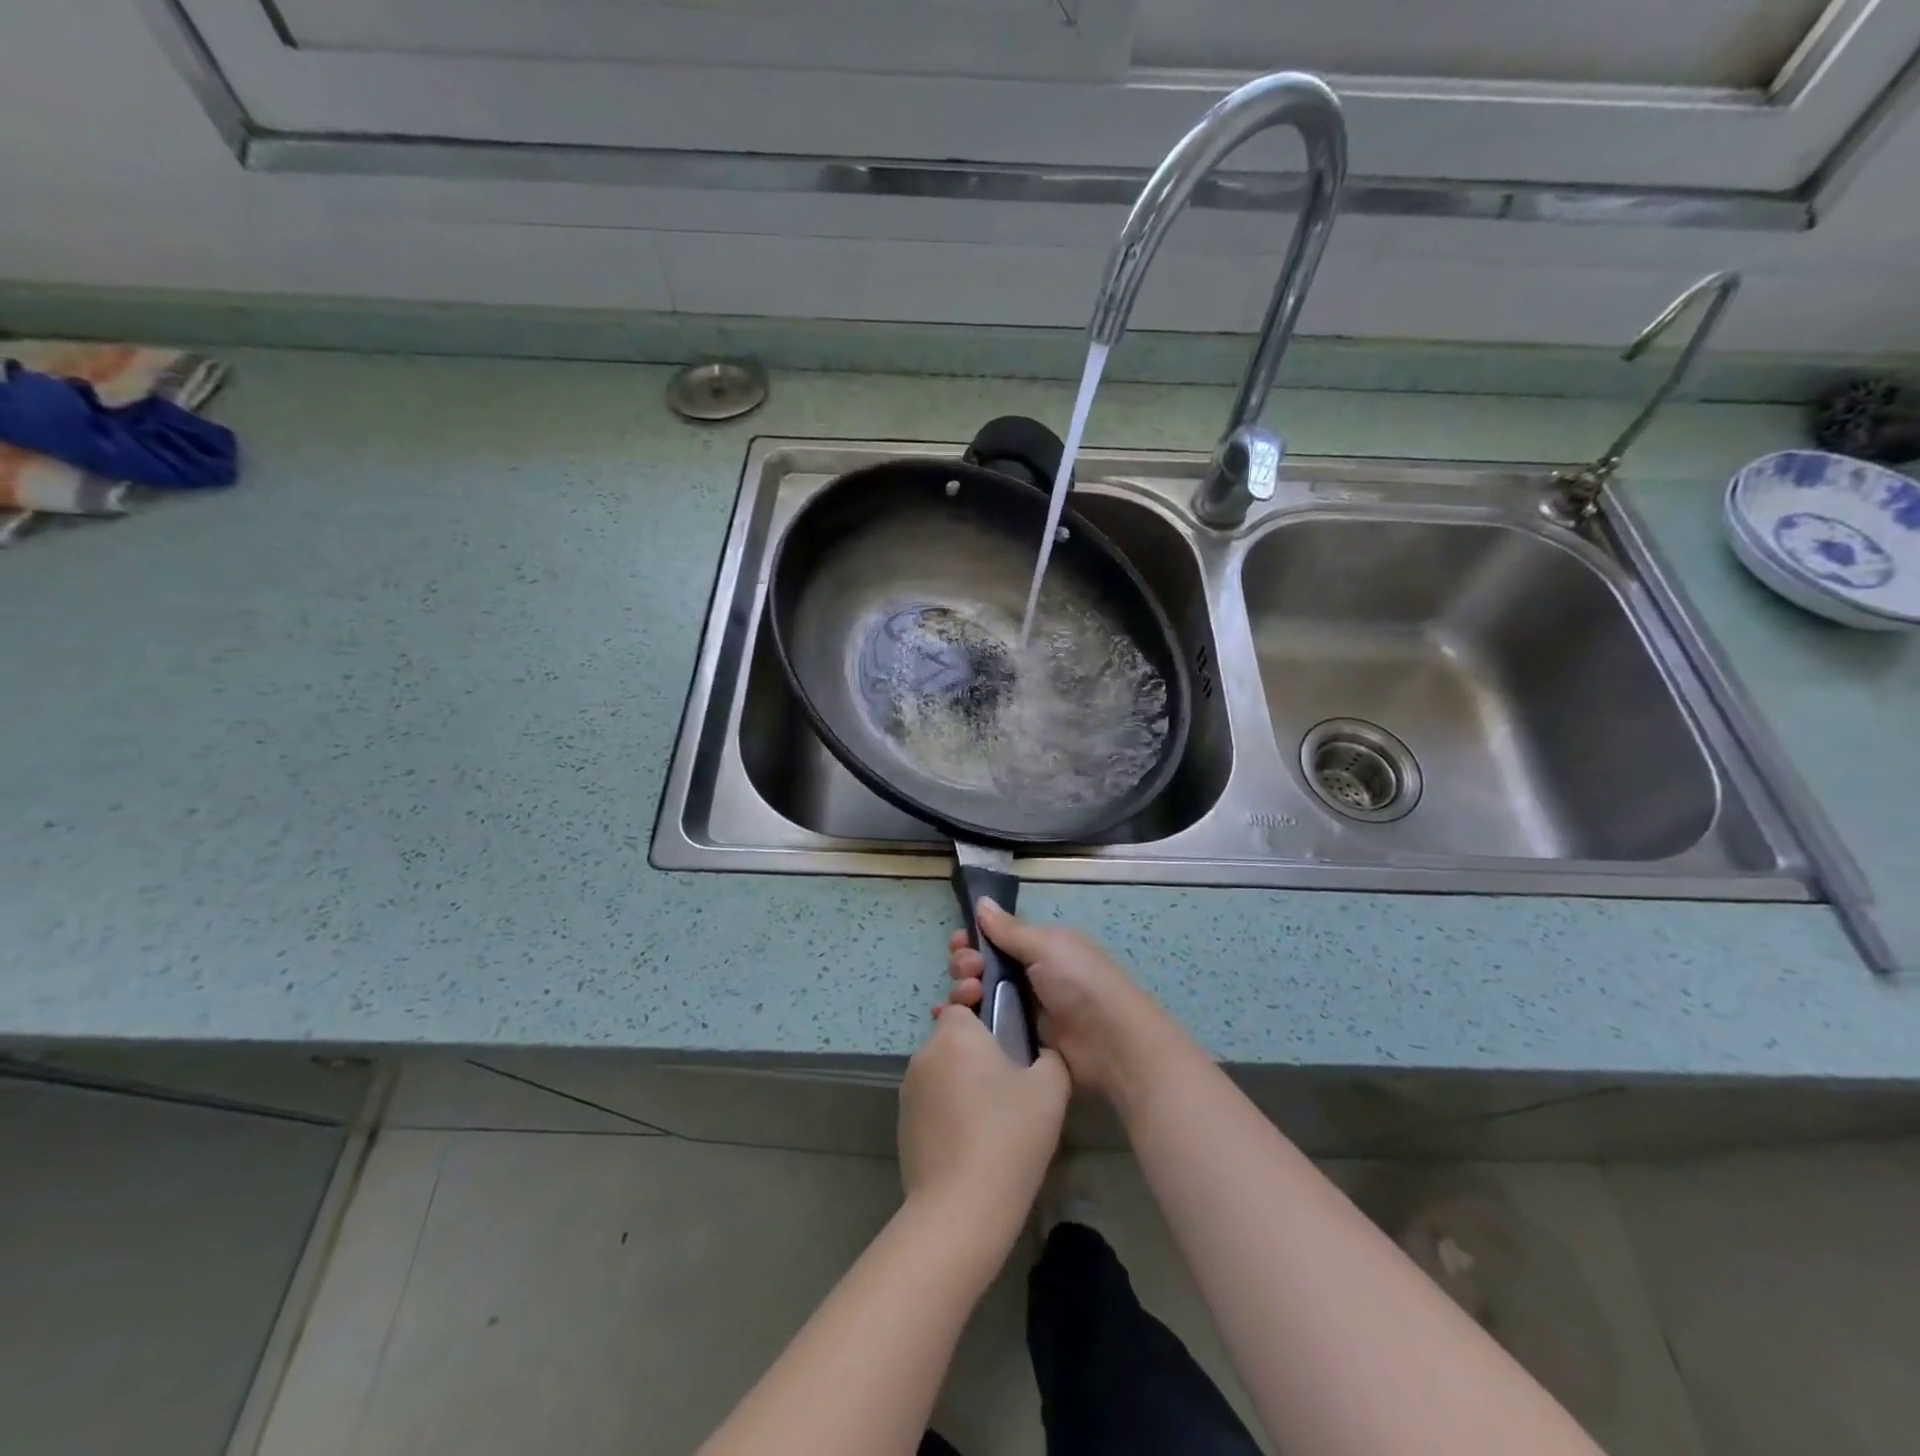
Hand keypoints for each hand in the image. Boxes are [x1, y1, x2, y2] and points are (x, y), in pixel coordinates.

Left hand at [898, 1001, 1070, 1259]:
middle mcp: (925, 1053)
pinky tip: (971, 1139)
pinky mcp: (903, 1123)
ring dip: (961, 1081)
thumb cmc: (1008, 1137)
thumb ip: (1050, 1056)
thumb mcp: (1051, 1089)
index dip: (987, 1016)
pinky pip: (931, 1100)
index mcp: (956, 1034)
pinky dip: (948, 1109)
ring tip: (992, 1116)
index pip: (966, 1005)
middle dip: (977, 1052)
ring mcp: (908, 1090)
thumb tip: (1040, 1052)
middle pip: (953, 1037)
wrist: (960, 1208)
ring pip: (942, 1070)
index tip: (1007, 1041)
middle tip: (1007, 1082)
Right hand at [945, 900, 1190, 1109]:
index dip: (973, 939)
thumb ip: (1009, 929)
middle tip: (969, 971)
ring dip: (962, 992)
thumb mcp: (1046, 946)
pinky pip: (983, 1029)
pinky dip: (964, 1023)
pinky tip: (947, 1020)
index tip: (959, 942)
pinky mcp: (1016, 1043)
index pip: (994, 939)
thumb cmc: (1080, 982)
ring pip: (977, 998)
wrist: (1111, 1044)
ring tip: (968, 996)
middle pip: (980, 967)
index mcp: (1038, 949)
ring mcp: (1021, 1012)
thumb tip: (981, 901)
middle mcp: (1027, 977)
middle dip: (965, 965)